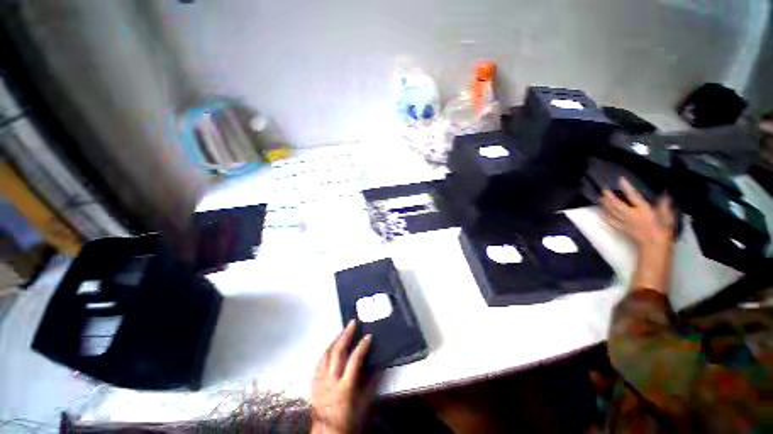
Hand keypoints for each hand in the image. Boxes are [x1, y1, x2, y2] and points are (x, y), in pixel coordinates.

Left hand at [311, 320, 373, 433]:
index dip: (362, 346)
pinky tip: (331, 347)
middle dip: (346, 335)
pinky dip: (326, 351)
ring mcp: (320, 381)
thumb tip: (379, 365)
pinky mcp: (314, 382)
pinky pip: (319, 362)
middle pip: (337, 352)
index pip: (354, 360)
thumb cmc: (349, 419)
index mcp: (345, 387)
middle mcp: (331, 381)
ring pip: (326, 354)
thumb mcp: (364, 404)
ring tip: (342, 331)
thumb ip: (371, 383)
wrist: (328, 433)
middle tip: (352, 323)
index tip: (368, 336)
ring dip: (335, 340)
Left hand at [600, 177, 674, 250]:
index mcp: (643, 210)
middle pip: (616, 204)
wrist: (654, 246)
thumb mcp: (667, 216)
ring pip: (611, 212)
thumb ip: (664, 204)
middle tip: (603, 189)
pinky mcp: (621, 229)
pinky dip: (604, 217)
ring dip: (604, 205)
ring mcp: (624, 222)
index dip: (627, 187)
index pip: (633, 196)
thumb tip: (664, 194)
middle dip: (609, 196)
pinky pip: (610, 222)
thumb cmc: (662, 231)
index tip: (620, 179)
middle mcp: (631, 215)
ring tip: (599, 199)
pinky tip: (600, 214)